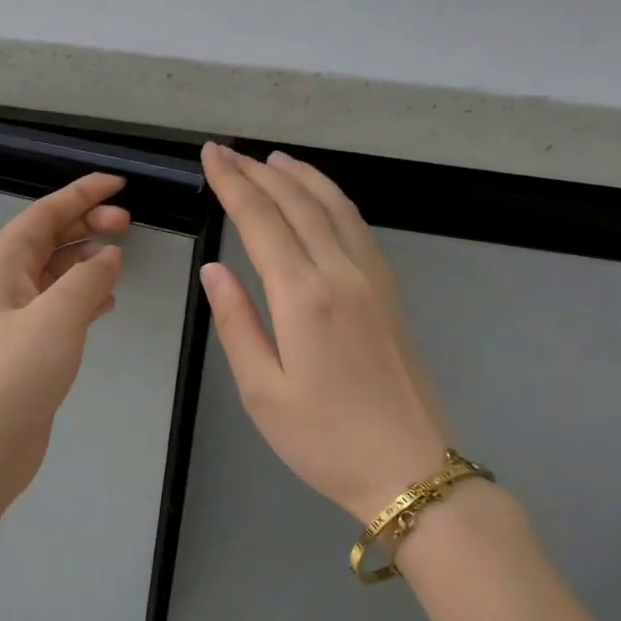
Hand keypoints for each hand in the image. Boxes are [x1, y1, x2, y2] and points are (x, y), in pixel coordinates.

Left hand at [0, 172, 128, 510]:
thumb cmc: (14, 373)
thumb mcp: (57, 316)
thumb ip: (88, 280)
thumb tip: (109, 256)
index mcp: (2, 264)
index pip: (44, 214)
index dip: (81, 194)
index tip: (119, 183)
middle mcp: (5, 284)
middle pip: (49, 239)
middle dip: (87, 224)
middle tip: (129, 222)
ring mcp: (16, 317)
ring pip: (57, 273)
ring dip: (88, 260)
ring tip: (124, 256)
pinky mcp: (29, 348)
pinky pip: (61, 306)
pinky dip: (85, 296)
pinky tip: (108, 300)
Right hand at [199, 142, 451, 523]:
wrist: (410, 469)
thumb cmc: (324, 440)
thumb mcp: (262, 391)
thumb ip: (237, 324)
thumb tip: (214, 271)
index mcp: (304, 297)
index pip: (261, 221)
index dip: (233, 184)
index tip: (211, 156)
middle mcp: (342, 274)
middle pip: (298, 204)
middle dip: (259, 172)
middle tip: (227, 151)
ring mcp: (374, 280)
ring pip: (335, 207)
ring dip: (300, 177)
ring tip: (272, 160)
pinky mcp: (390, 293)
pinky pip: (357, 227)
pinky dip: (333, 199)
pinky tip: (320, 199)